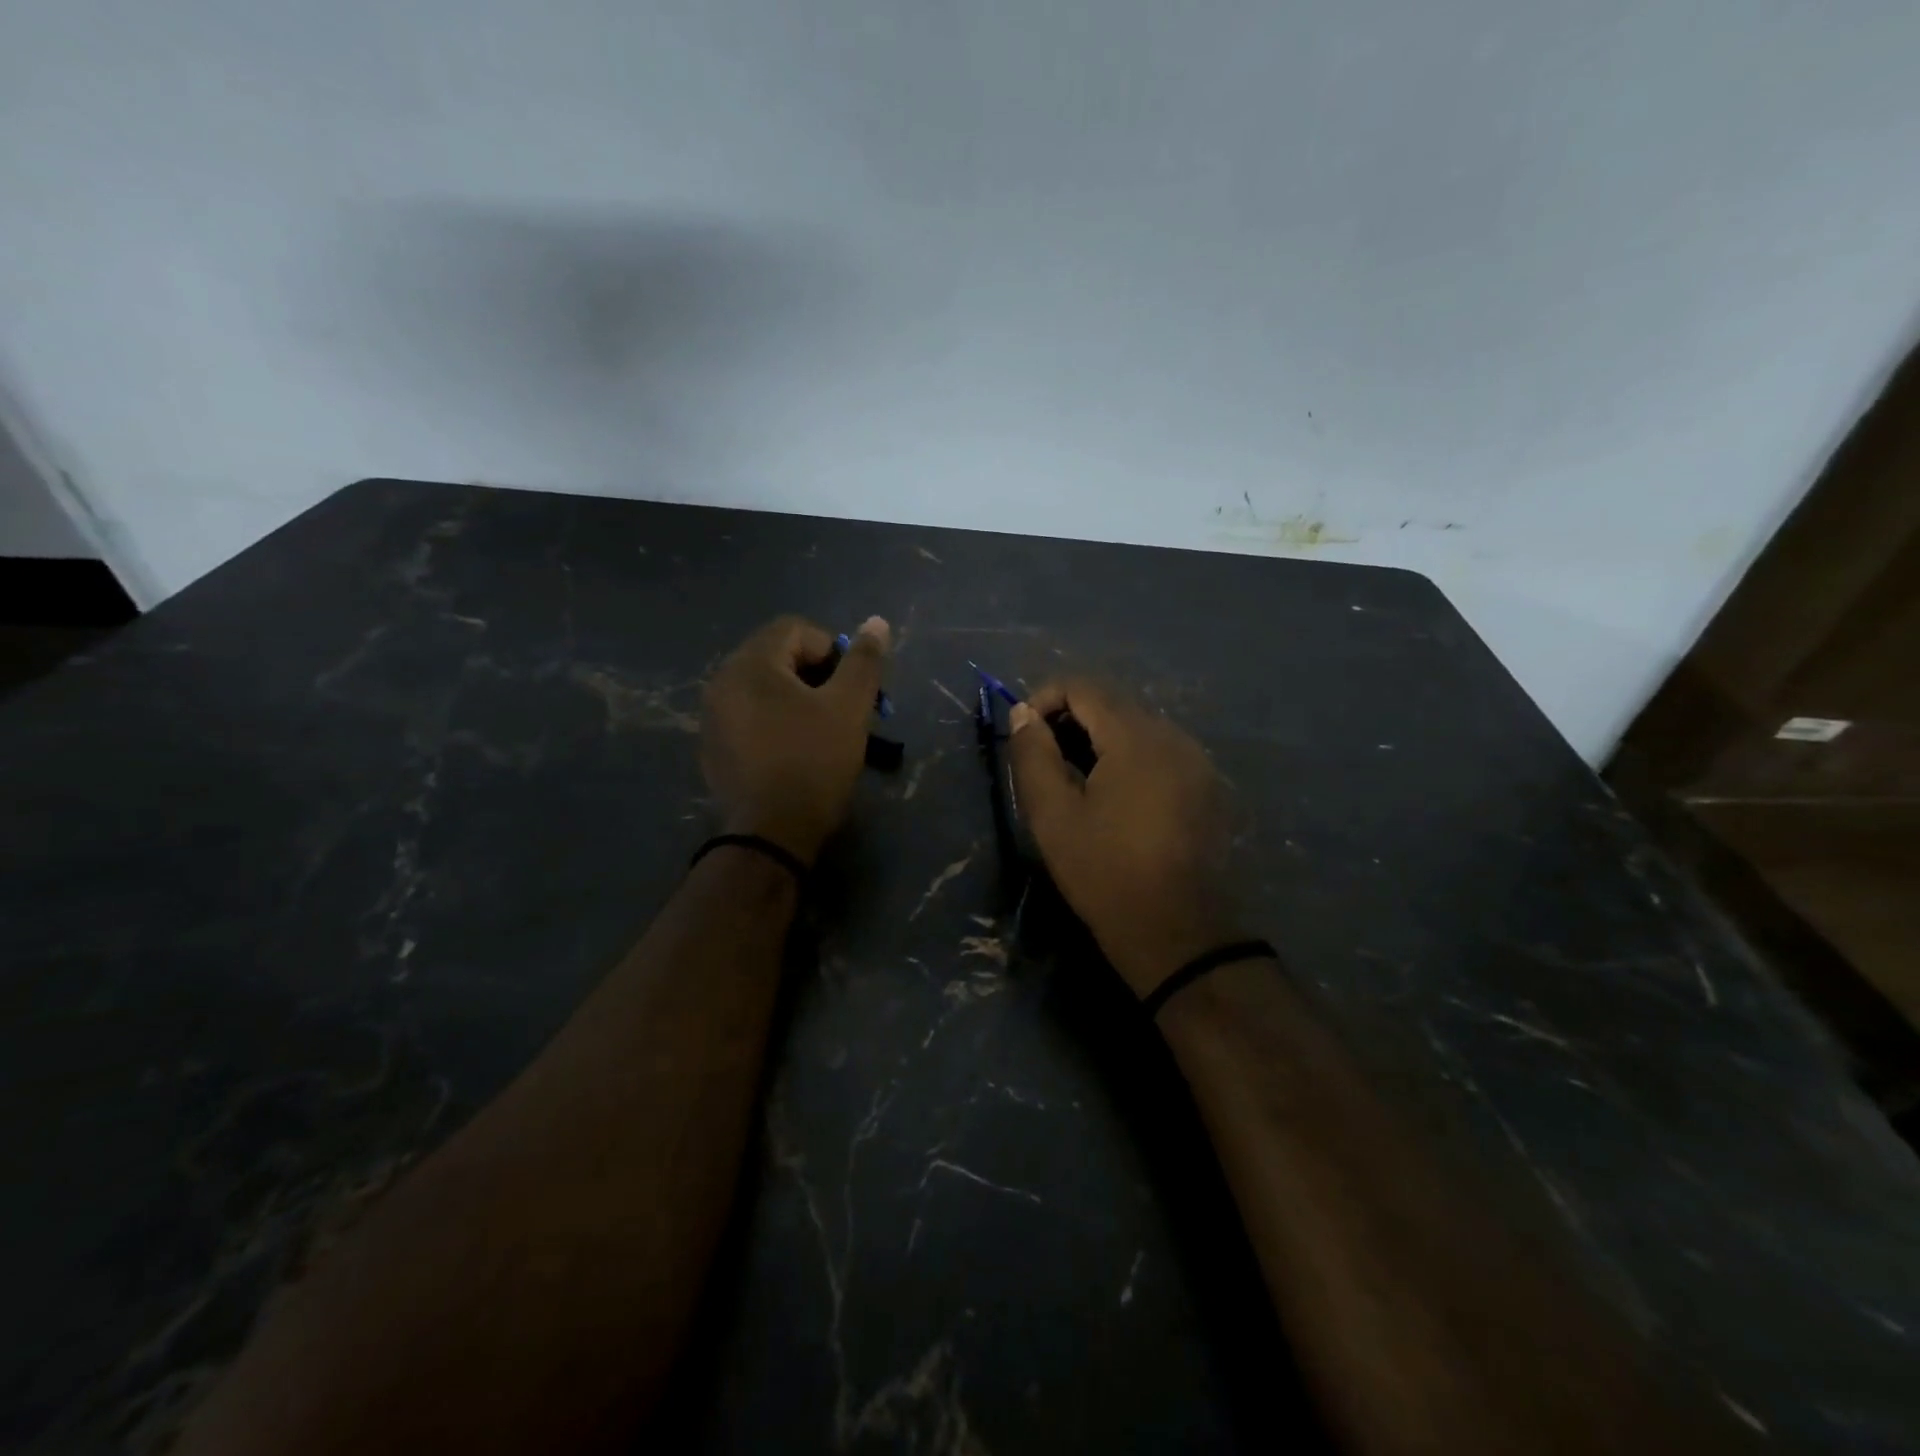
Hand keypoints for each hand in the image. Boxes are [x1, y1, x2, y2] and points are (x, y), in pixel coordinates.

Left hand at [701, 615, 889, 863]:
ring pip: (764, 689)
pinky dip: (775, 722)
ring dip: (798, 699)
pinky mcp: (713, 748)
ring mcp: (712, 717)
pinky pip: (749, 717)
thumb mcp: (849, 707)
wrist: (772, 834)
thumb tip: (877, 622)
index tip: (852, 687)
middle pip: (778, 657)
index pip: (796, 629)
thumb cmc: (814, 762)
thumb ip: (864, 661)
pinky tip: (794, 753)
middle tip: (843, 708)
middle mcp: (722, 681)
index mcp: (750, 663)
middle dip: (818, 676)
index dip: (834, 650)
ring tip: (823, 731)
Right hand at [1008, 680, 1241, 997]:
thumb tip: (1023, 712)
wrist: (1177, 932)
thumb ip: (1033, 755)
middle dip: (1070, 721)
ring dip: (1099, 741)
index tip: (1024, 736)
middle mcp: (1173, 736)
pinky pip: (1159, 752)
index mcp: (1136, 737)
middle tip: (1044, 763)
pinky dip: (1128, 759)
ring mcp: (1196, 761)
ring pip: (1137, 728)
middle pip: (1112, 704)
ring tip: (1075, 783)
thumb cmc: (1105, 872)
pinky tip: (1114, 799)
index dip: (1044, 699)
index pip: (1083, 687)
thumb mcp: (1053, 815)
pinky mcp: (1206, 786)